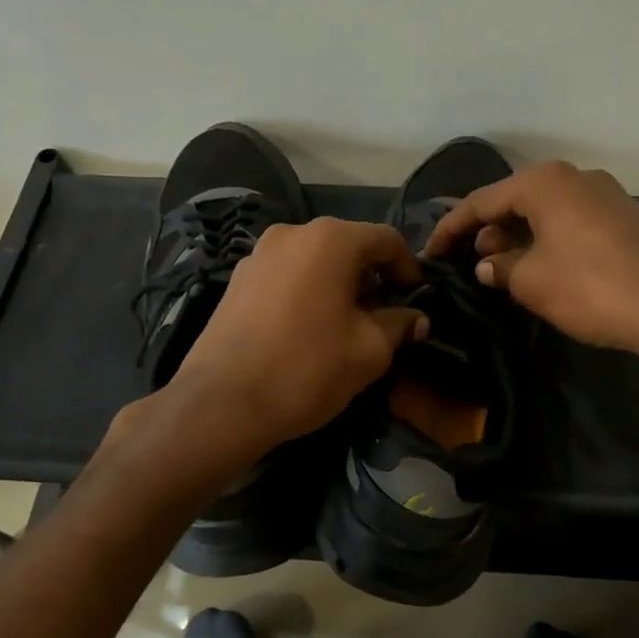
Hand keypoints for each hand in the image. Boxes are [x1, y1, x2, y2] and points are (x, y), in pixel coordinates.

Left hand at [164, 218, 427, 457]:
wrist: (222, 404)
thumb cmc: (307, 369)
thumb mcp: (369, 351)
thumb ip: (399, 325)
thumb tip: (416, 319)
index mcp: (330, 240)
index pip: (386, 239)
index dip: (408, 267)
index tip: (417, 297)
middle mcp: (292, 234)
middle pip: (348, 246)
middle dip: (372, 277)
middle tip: (386, 314)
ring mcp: (258, 255)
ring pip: (315, 261)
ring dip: (339, 284)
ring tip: (348, 324)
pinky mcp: (237, 281)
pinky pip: (287, 276)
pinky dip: (308, 291)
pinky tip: (310, 329)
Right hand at [424, 160, 638, 355]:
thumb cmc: (588, 287)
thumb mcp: (530, 281)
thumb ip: (499, 267)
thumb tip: (487, 264)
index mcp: (544, 182)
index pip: (481, 201)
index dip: (450, 227)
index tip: (430, 252)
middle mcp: (574, 176)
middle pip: (515, 200)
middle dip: (488, 230)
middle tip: (471, 262)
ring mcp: (605, 194)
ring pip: (546, 210)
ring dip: (519, 236)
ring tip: (503, 267)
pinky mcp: (625, 217)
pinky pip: (572, 220)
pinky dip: (548, 239)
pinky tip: (543, 266)